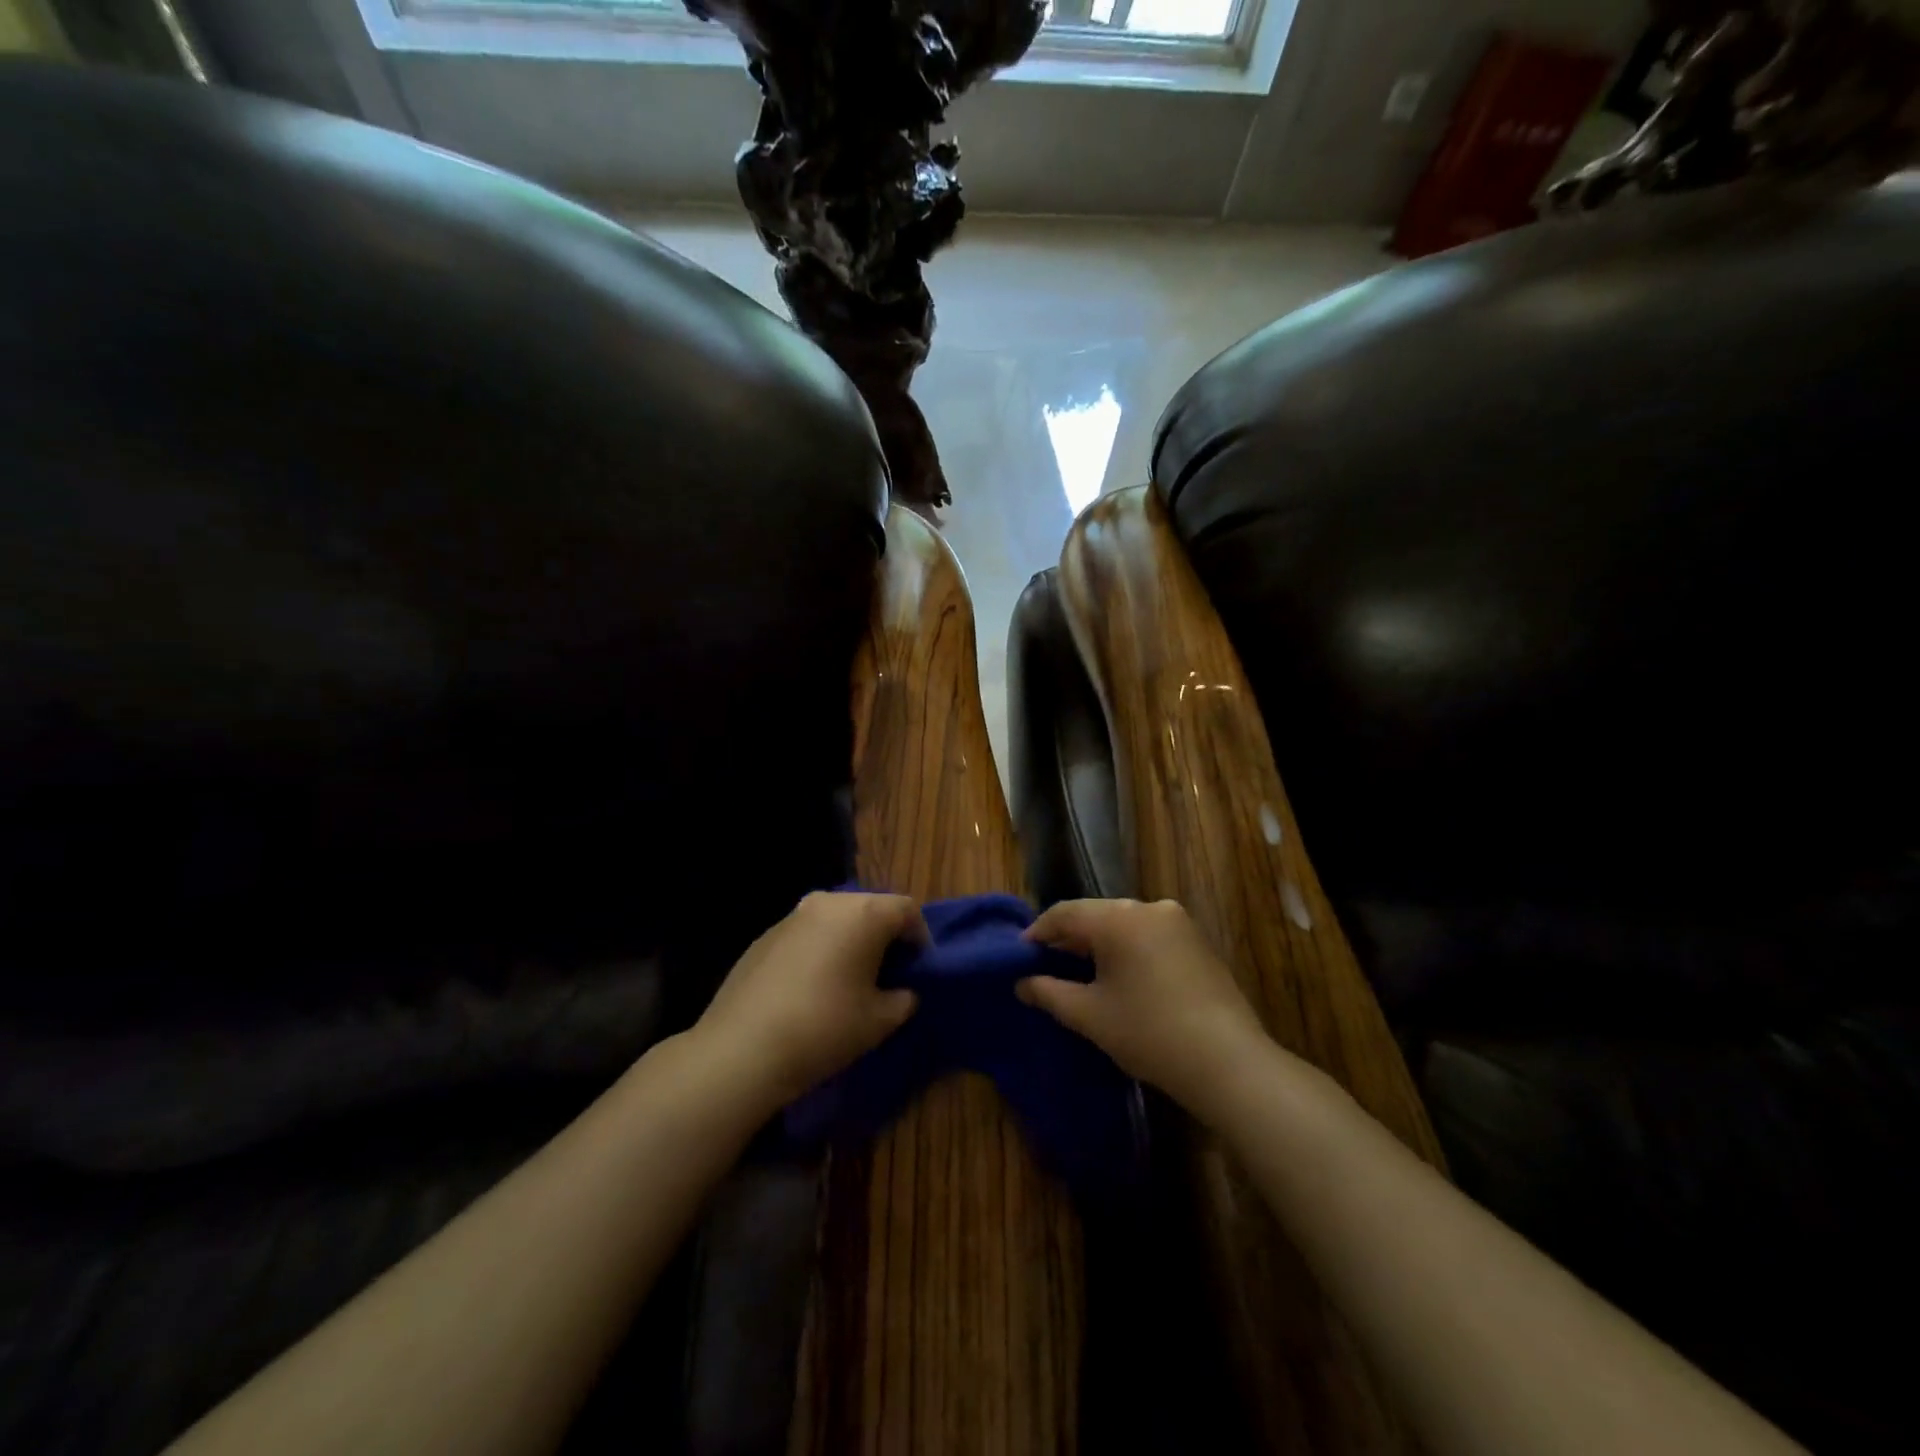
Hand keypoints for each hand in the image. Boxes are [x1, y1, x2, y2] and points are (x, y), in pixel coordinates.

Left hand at [695, 891, 922, 1108]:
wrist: (742, 1049)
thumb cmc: (825, 1028)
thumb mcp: (880, 1020)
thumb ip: (904, 999)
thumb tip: (903, 991)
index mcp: (864, 914)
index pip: (907, 910)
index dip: (920, 938)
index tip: (918, 970)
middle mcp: (829, 902)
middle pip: (871, 908)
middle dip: (885, 937)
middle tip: (888, 974)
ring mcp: (792, 916)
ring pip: (837, 919)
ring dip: (851, 941)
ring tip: (850, 980)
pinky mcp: (765, 935)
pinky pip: (808, 934)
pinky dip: (820, 950)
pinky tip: (813, 987)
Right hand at [1018, 898, 1270, 1120]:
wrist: (1228, 1062)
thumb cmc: (1148, 1033)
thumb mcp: (1089, 1015)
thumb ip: (1049, 993)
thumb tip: (1022, 984)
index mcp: (1117, 918)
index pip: (1065, 913)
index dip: (1038, 932)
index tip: (1021, 955)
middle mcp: (1148, 907)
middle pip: (1096, 914)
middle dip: (1070, 937)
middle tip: (1048, 965)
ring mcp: (1178, 921)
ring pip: (1124, 923)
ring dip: (1100, 943)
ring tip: (1083, 972)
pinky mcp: (1198, 940)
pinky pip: (1149, 934)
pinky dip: (1129, 948)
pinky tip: (1123, 976)